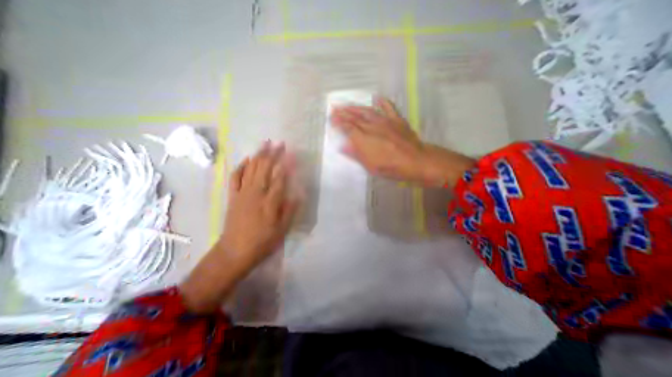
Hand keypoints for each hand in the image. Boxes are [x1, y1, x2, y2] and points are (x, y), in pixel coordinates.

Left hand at [220, 140, 297, 266]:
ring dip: (258, 155)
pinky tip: (246, 160)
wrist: (234, 251)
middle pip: (265, 168)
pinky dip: (241, 166)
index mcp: (269, 201)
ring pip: (251, 169)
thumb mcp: (282, 229)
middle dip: (273, 154)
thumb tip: (298, 194)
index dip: (286, 164)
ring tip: (265, 144)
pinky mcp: (233, 196)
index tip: (292, 153)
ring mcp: (242, 193)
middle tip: (279, 143)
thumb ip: (290, 210)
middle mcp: (256, 193)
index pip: (280, 177)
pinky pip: (235, 177)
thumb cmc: (262, 241)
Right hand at [330, 99, 423, 181]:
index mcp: (364, 138)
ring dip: (356, 107)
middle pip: (354, 117)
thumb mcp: (370, 166)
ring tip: (347, 104)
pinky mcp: (397, 120)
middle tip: (334, 108)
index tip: (331, 119)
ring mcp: (385, 121)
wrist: (416, 161)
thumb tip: (342, 146)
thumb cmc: (391, 167)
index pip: (347, 127)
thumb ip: (356, 154)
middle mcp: (372, 126)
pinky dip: (382, 102)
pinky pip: (388, 108)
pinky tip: (376, 97)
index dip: (338, 123)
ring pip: (367, 110)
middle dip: (343, 112)